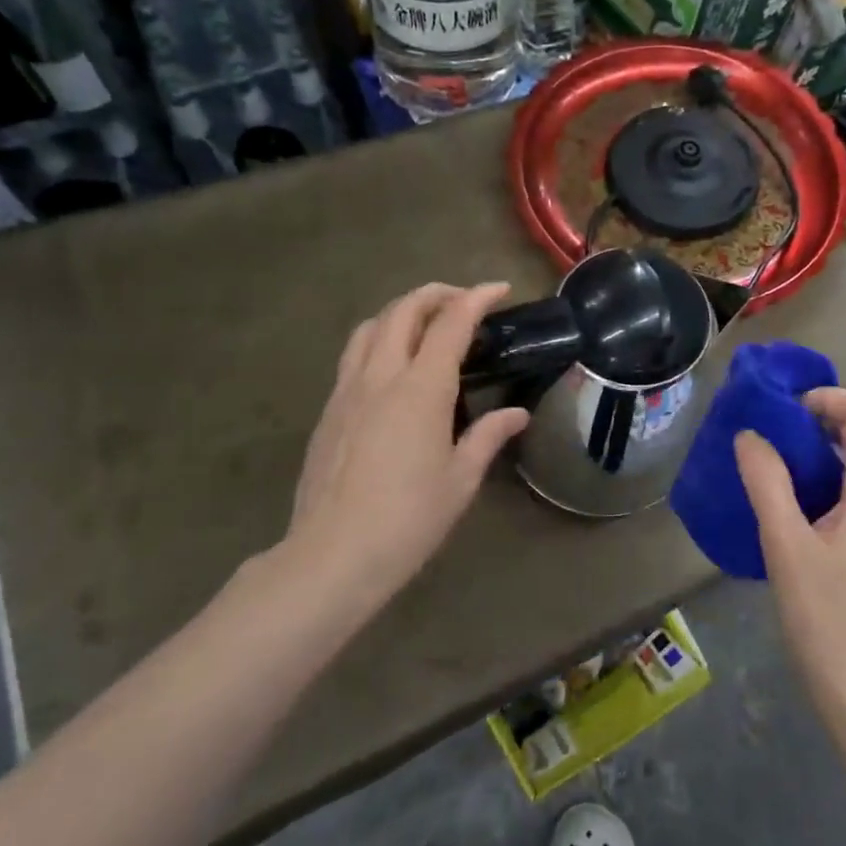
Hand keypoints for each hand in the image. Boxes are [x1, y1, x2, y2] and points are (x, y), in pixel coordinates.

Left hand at [278, 283, 529, 617]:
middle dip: (436, 294)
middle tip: (463, 301)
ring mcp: (347, 390)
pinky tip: (391, 368)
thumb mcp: (460, 479)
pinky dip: (378, 340)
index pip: (451, 323)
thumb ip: (488, 436)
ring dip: (401, 311)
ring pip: (370, 327)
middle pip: (403, 310)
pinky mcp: (328, 410)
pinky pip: (353, 355)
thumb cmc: (408, 519)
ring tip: (424, 324)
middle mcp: (380, 376)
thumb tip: (517, 414)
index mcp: (421, 389)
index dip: (476, 298)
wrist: (332, 555)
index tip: (499, 289)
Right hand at [734, 389, 845, 733]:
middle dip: (828, 416)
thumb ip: (767, 483)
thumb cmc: (827, 620)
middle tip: (779, 429)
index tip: (785, 411)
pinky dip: (832, 477)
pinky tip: (797, 504)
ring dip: (829, 447)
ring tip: (780, 460)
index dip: (829, 398)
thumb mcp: (786, 546)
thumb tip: (749, 435)